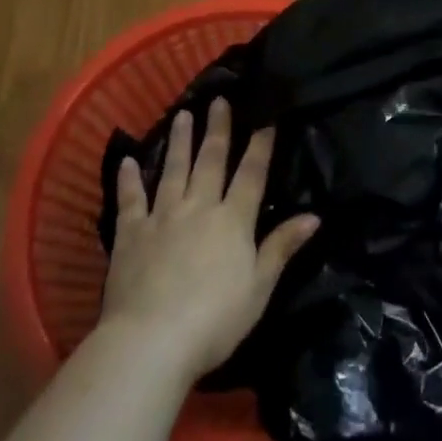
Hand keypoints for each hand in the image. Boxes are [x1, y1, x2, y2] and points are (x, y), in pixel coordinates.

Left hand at [100, 98, 318, 380]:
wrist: (151, 341)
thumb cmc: (215, 319)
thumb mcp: (259, 287)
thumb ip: (282, 247)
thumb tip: (314, 216)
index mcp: (233, 220)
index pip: (251, 174)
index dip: (260, 146)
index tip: (266, 118)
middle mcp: (198, 207)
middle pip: (210, 160)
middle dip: (217, 129)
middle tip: (219, 99)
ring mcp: (161, 217)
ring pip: (173, 170)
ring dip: (179, 141)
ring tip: (183, 114)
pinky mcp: (130, 235)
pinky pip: (130, 200)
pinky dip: (129, 179)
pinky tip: (127, 161)